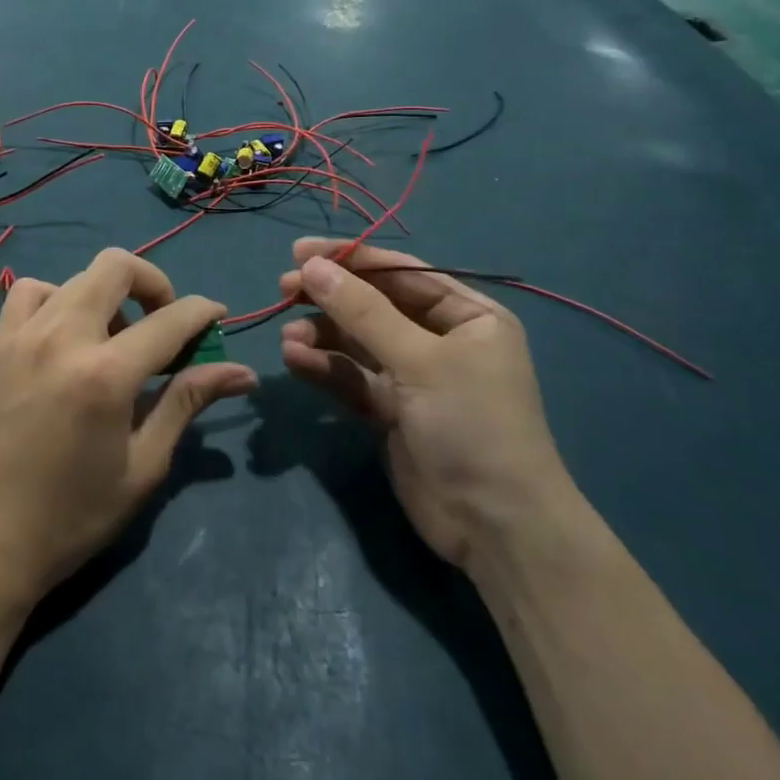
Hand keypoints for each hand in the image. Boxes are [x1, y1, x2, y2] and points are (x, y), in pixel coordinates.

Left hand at [0, 249, 257, 608]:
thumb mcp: (143, 466)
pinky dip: (58, 298)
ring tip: (114, 337)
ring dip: (107, 294)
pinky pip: (30, 292)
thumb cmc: (73, 516)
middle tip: (165, 322)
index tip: (218, 317)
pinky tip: (65, 335)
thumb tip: (243, 373)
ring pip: (76, 276)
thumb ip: (187, 403)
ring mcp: (23, 335)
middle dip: (154, 283)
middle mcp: (63, 338)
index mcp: (106, 374)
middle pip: (117, 267)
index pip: (170, 319)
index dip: (203, 311)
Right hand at [277, 239, 572, 566]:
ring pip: (357, 341)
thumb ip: (362, 312)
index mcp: (467, 315)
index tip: (300, 251)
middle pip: (374, 304)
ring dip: (321, 334)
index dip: (351, 258)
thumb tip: (311, 266)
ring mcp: (415, 376)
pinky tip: (294, 360)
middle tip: (283, 288)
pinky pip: (352, 376)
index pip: (401, 272)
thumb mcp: (420, 360)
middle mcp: (441, 339)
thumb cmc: (471, 425)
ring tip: (287, 336)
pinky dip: (324, 367)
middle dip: (330, 296)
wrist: (495, 529)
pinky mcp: (391, 410)